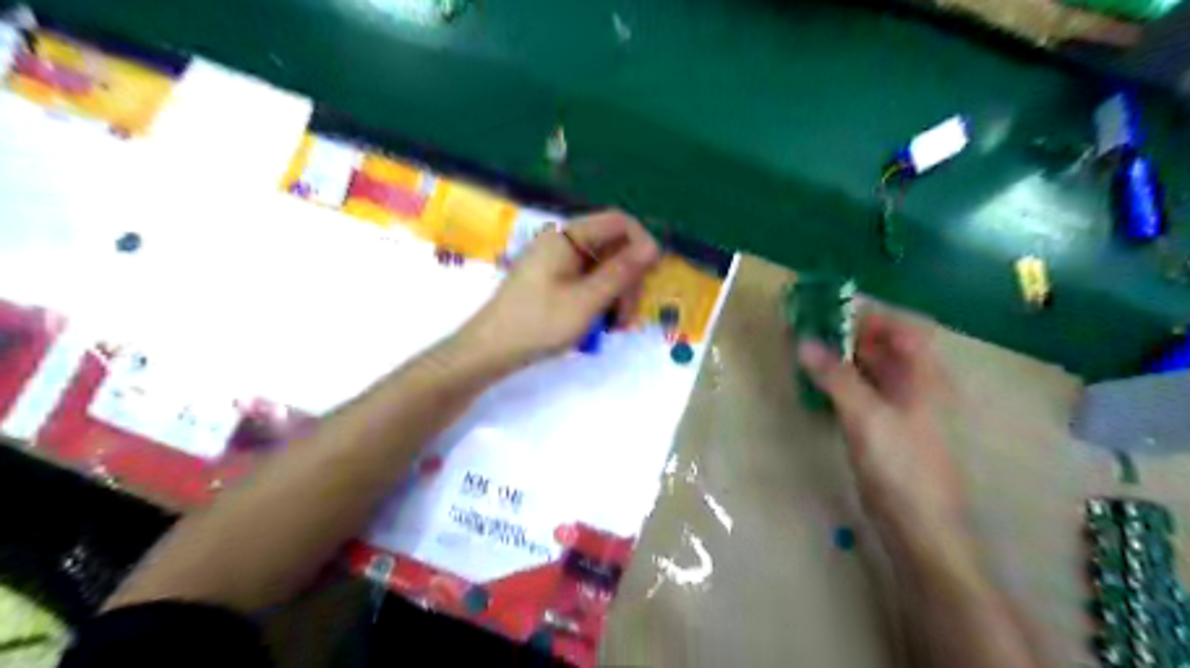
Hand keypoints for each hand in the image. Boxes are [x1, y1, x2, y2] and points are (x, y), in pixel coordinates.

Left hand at [457, 210, 660, 371]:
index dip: (642, 244)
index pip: (619, 222)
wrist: (490, 350)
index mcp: (567, 236)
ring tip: (614, 326)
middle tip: (626, 316)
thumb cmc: (538, 323)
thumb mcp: (587, 301)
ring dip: (617, 293)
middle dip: (628, 278)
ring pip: (603, 267)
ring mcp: (557, 261)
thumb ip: (621, 272)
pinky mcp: (553, 280)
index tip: (651, 278)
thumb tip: (653, 247)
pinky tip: (600, 322)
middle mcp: (563, 242)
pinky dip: (600, 298)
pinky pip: (588, 280)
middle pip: (613, 246)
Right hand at [800, 310, 965, 545]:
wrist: (920, 528)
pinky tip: (818, 383)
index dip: (870, 314)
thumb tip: (804, 342)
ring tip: (807, 349)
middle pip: (886, 347)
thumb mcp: (865, 416)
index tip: (831, 309)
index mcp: (925, 376)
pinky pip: (863, 393)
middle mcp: (917, 386)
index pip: (903, 328)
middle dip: (850, 333)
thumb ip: (835, 376)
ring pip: (872, 370)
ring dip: (843, 357)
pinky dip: (842, 382)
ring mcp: (902, 409)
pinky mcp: (886, 429)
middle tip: (810, 326)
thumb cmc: (901, 467)